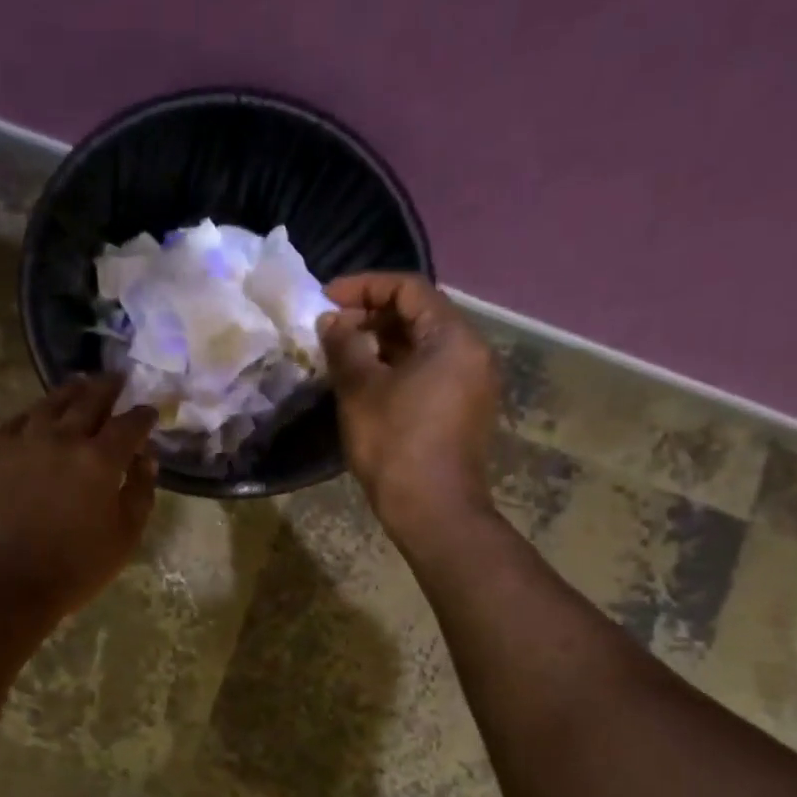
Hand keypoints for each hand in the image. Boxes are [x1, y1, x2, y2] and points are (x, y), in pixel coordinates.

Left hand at [0, 375, 158, 620]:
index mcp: (100, 459)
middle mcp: (63, 437)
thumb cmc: (76, 567)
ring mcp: (24, 440)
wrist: (7, 581)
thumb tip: (146, 458)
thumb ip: (140, 490)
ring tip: (80, 386)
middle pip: (90, 399)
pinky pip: (17, 420)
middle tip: (118, 380)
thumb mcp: (126, 535)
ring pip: (51, 402)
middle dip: (109, 387)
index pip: (130, 423)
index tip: (150, 412)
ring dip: (71, 391)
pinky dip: (34, 414)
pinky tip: (37, 415)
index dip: (143, 415)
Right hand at [318, 273, 499, 535]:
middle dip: (371, 315)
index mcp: (453, 338)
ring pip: (423, 344)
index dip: (364, 287)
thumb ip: (344, 345)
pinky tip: (366, 381)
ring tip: (342, 353)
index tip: (325, 298)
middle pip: (419, 315)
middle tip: (330, 328)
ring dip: (381, 342)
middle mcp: (471, 352)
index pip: (409, 289)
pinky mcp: (463, 408)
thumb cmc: (394, 443)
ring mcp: (471, 382)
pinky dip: (396, 365)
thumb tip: (331, 320)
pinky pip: (429, 370)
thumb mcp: (360, 389)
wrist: (432, 509)